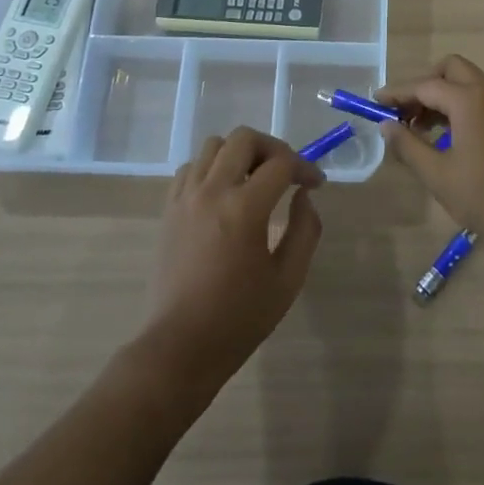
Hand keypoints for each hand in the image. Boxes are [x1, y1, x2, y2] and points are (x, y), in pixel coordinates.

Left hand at [137, 128, 324, 393]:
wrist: (179, 346)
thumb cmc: (239, 318)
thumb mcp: (288, 280)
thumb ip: (305, 230)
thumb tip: (303, 195)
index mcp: (244, 208)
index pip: (281, 163)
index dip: (305, 167)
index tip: (315, 184)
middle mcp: (212, 191)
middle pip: (244, 138)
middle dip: (273, 148)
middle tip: (286, 173)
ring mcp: (185, 197)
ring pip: (214, 145)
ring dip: (240, 154)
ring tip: (254, 180)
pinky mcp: (169, 208)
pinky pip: (191, 167)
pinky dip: (212, 168)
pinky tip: (224, 193)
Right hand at [377, 55, 483, 257]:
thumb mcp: (437, 174)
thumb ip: (408, 145)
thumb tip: (386, 126)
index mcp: (470, 100)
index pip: (425, 86)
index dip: (398, 93)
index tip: (375, 103)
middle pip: (450, 70)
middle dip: (424, 85)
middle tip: (403, 112)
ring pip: (467, 82)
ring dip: (442, 95)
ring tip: (419, 128)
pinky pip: (481, 98)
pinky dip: (460, 105)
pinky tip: (446, 136)